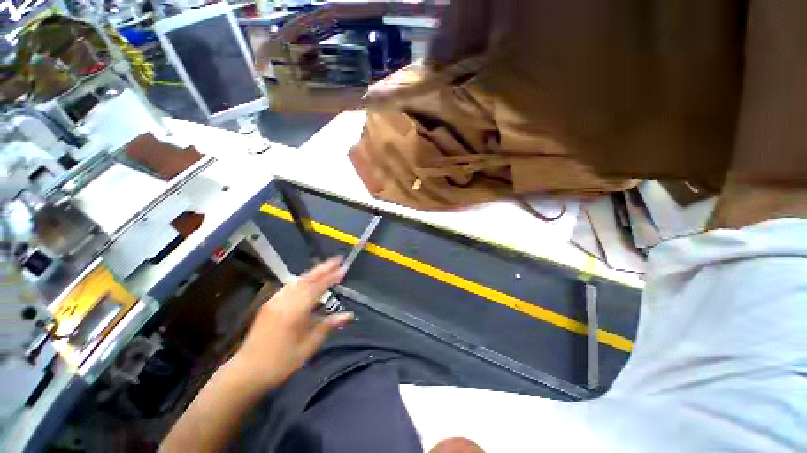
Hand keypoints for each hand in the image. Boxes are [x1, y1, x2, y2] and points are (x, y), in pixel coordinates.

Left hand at [231, 257, 353, 390]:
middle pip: (307, 279)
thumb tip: (349, 315)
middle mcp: (285, 300)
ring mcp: (275, 301)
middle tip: (337, 260)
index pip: (318, 287)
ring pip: (297, 281)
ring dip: (313, 273)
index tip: (344, 269)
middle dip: (323, 268)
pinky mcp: (269, 305)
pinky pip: (288, 287)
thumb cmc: (281, 362)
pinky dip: (301, 281)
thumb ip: (328, 326)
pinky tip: (305, 282)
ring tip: (326, 268)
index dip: (332, 277)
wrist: (246, 372)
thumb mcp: (309, 346)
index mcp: (296, 310)